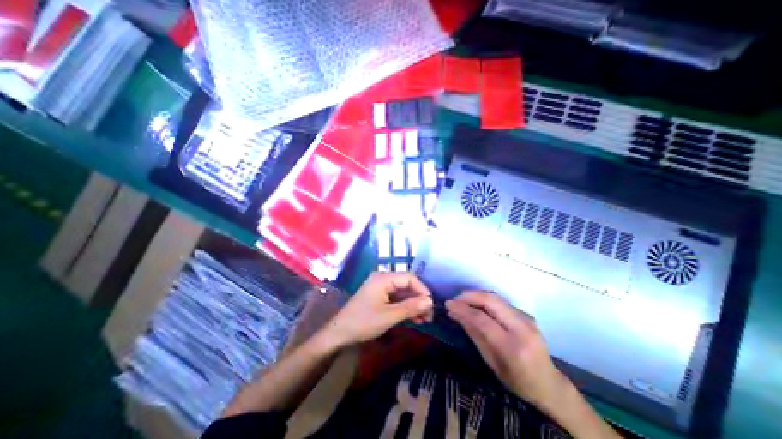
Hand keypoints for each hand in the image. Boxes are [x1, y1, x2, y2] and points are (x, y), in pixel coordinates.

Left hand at [318, 270, 432, 349]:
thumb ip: (410, 307)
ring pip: (403, 293)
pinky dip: (405, 307)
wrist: (340, 333)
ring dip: (414, 305)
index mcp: (384, 278)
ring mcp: (381, 287)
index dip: (422, 290)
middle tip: (429, 315)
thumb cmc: (363, 322)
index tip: (431, 305)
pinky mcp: (379, 296)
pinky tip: (414, 318)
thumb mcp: (389, 316)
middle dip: (419, 299)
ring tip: (424, 320)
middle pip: (407, 285)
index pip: (409, 278)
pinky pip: (396, 298)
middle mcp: (383, 279)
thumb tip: (430, 301)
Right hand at [449, 292, 571, 407]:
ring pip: (496, 297)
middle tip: (455, 299)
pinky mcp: (527, 315)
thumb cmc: (516, 381)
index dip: (463, 309)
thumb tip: (455, 313)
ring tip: (463, 300)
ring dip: (477, 295)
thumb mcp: (490, 362)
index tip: (448, 304)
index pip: (482, 319)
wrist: (549, 386)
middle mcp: (522, 328)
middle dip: (470, 296)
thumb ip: (473, 333)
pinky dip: (486, 300)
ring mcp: (528, 319)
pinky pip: (502, 302)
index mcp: (512, 347)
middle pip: (491, 301)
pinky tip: (477, 304)